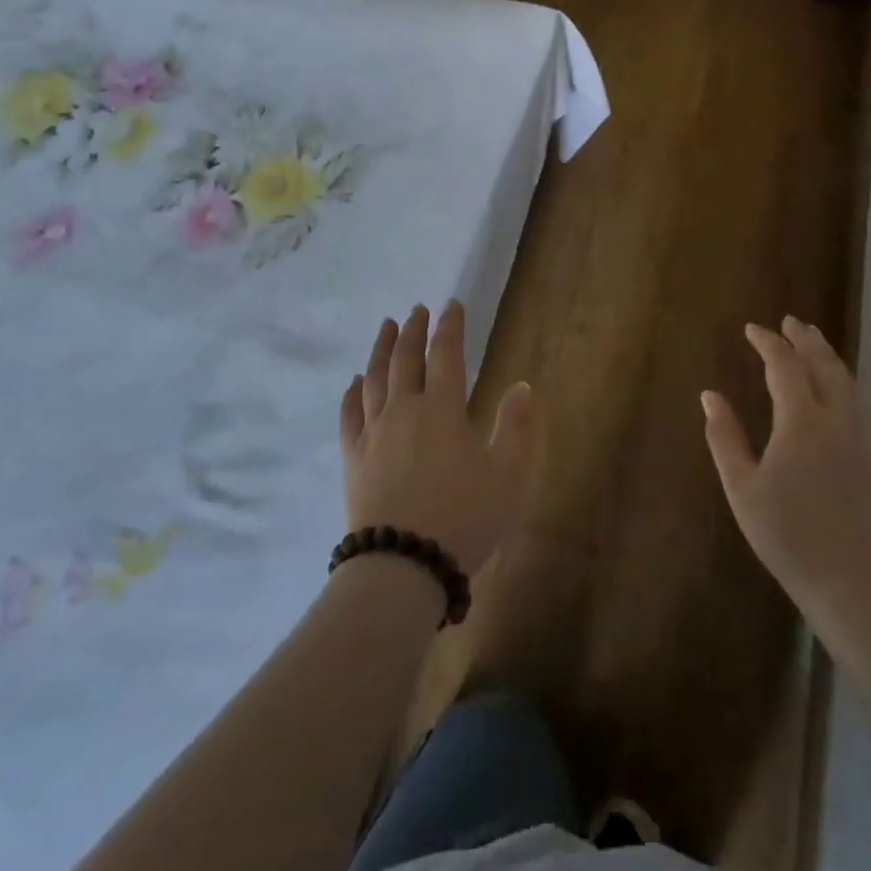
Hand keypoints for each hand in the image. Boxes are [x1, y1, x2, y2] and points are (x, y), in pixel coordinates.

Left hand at [339, 301, 532, 578]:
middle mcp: (405, 410)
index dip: (450, 327)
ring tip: (386, 327)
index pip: (447, 354)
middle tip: (417, 309)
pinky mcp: (353, 457)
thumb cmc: (464, 519)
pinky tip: (355, 381)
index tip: (452, 305)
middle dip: (413, 329)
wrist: (404, 565)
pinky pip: (349, 414)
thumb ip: (515, 428)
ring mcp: (374, 433)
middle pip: (406, 358)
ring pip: (375, 378)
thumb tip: (522, 387)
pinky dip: (352, 392)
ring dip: (381, 348)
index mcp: (443, 409)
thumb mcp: (507, 476)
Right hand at [702, 317, 870, 611]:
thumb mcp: (741, 486)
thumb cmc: (785, 532)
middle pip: (823, 364)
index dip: (768, 343)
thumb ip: (724, 436)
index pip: (785, 366)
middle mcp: (836, 419)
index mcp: (801, 422)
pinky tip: (835, 387)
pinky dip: (842, 379)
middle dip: (805, 338)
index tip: (752, 329)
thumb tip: (709, 396)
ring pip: (847, 380)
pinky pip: (858, 401)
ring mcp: (860, 437)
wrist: (848, 578)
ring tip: (813, 342)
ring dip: (827, 355)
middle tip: (789, 321)